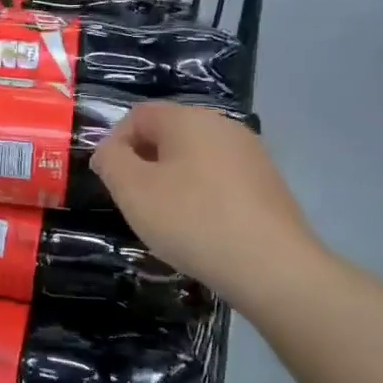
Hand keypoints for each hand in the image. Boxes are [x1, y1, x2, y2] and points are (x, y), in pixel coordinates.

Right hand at [90, 101, 320, 306]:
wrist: (273, 267)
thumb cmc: (192, 221)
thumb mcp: (134, 191)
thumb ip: (111, 161)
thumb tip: (109, 151)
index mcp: (188, 118)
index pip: (138, 115)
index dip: (115, 143)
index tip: (110, 181)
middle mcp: (222, 125)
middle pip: (168, 134)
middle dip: (144, 163)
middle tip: (136, 202)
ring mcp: (250, 154)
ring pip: (195, 158)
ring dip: (173, 181)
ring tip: (168, 220)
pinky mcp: (267, 183)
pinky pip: (220, 179)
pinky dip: (202, 197)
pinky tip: (202, 230)